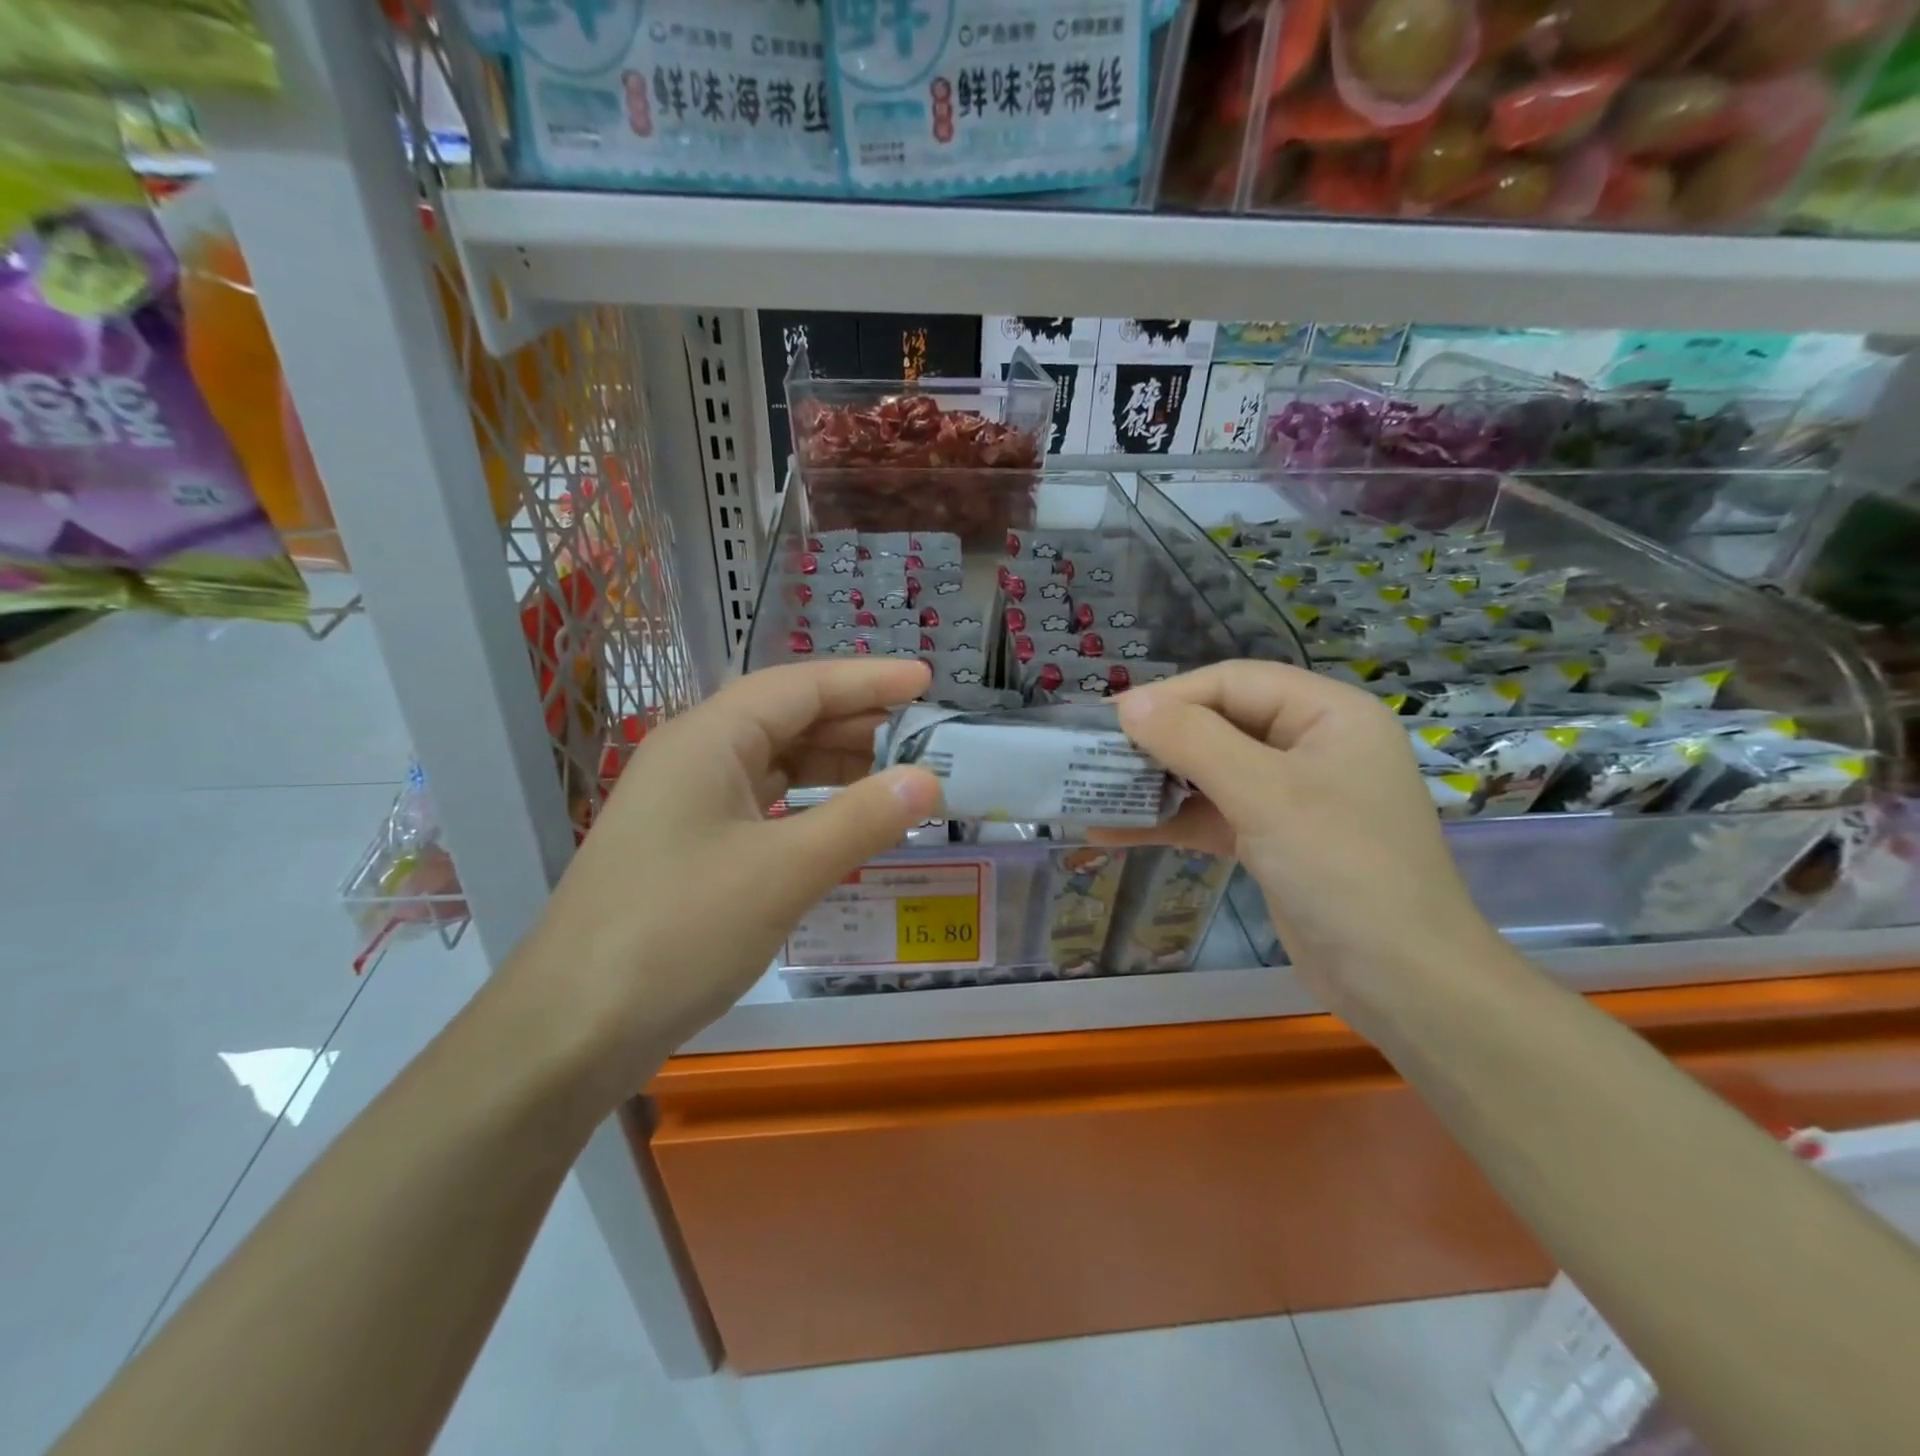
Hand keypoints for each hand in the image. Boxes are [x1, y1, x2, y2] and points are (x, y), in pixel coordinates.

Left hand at [507, 660, 941, 1100]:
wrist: (571, 1030)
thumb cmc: (677, 932)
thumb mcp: (783, 872)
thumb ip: (861, 819)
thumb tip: (929, 780)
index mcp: (709, 739)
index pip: (801, 686)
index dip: (868, 680)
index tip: (926, 680)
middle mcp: (694, 757)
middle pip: (787, 718)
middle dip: (857, 723)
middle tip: (925, 736)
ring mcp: (687, 804)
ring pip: (775, 763)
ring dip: (835, 765)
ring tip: (898, 777)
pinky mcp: (688, 847)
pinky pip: (762, 805)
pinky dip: (809, 805)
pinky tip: (844, 824)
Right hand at [1099, 661, 1501, 1018]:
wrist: (1403, 984)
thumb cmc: (1342, 870)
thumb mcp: (1265, 795)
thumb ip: (1193, 741)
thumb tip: (1128, 703)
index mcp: (1327, 714)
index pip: (1233, 683)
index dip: (1168, 696)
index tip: (1107, 720)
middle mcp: (1310, 745)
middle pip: (1218, 724)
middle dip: (1156, 742)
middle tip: (1093, 756)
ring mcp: (1292, 796)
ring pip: (1210, 772)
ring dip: (1154, 784)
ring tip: (1093, 791)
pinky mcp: (1274, 840)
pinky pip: (1212, 816)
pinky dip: (1169, 821)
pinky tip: (1113, 831)